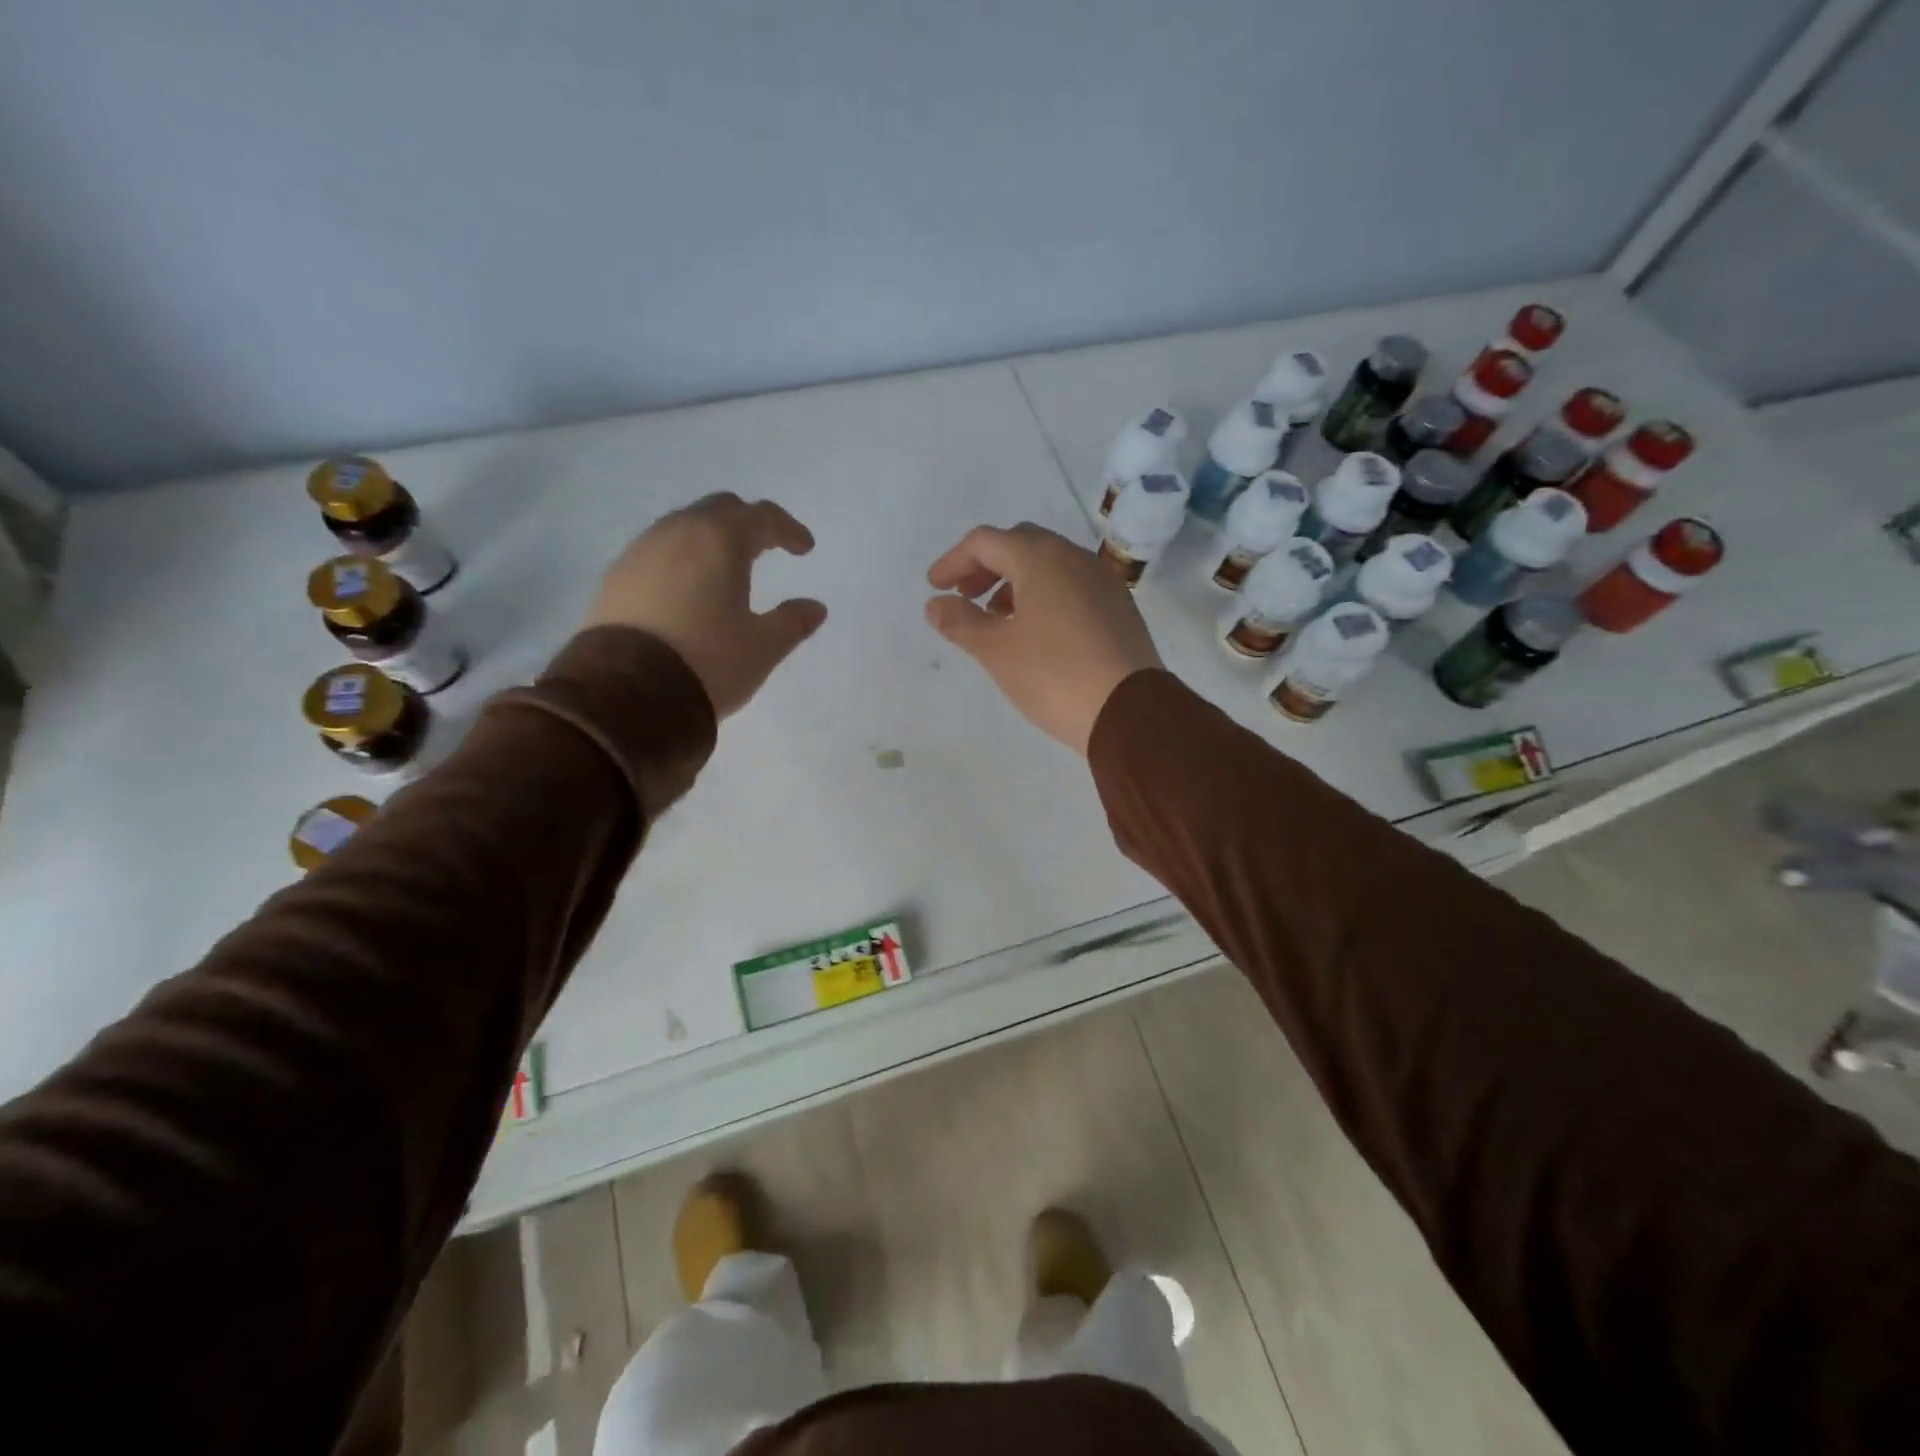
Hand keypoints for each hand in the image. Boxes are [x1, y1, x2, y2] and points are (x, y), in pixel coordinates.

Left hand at [586, 493, 826, 718]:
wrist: (626, 694)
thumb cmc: (707, 662)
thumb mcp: (762, 647)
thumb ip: (792, 622)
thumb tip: (815, 607)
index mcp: (719, 541)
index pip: (761, 516)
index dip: (788, 529)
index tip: (804, 549)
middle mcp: (677, 533)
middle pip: (719, 509)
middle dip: (747, 524)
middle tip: (765, 548)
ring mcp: (640, 552)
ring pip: (683, 527)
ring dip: (710, 539)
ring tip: (725, 569)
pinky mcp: (616, 577)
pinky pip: (657, 552)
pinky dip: (682, 558)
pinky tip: (687, 589)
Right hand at [924, 523, 1162, 753]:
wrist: (1129, 711)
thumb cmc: (1053, 675)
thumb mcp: (996, 651)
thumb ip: (961, 622)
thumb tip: (935, 605)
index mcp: (1041, 558)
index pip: (986, 541)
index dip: (953, 561)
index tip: (935, 587)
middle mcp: (1075, 558)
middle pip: (1020, 544)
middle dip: (986, 567)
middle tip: (965, 596)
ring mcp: (1102, 581)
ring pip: (1049, 565)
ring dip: (1015, 582)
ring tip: (997, 619)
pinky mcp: (1119, 607)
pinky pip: (1072, 586)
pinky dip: (1044, 595)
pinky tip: (1035, 631)